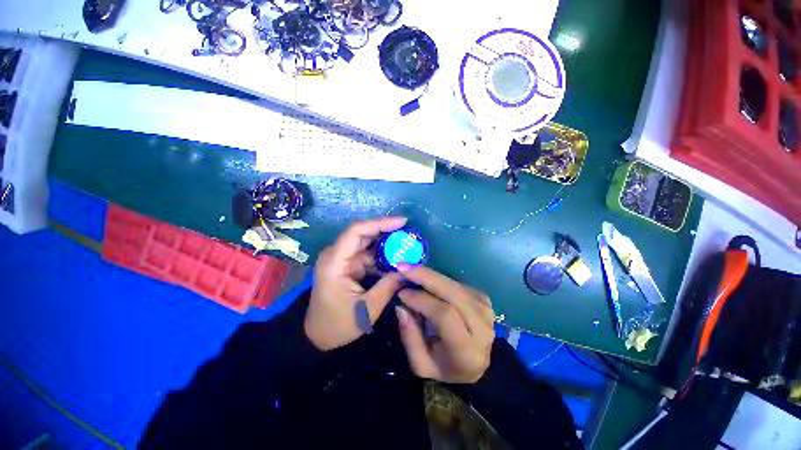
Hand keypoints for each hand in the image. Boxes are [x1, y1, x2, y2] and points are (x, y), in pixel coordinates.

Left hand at [305, 217, 406, 350]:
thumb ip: (388, 287)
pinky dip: (383, 256)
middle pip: (363, 234)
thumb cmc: (337, 324)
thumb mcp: (366, 309)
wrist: (317, 336)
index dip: (380, 223)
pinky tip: (397, 258)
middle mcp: (336, 254)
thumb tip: (408, 270)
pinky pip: (368, 255)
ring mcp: (342, 259)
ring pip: (367, 243)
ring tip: (407, 244)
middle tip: (409, 233)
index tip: (402, 222)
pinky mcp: (348, 265)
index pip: (356, 231)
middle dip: (387, 231)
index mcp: (335, 262)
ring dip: (386, 244)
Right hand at [394, 264, 494, 382]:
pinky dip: (438, 278)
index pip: (445, 315)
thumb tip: (400, 306)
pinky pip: (456, 283)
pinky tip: (424, 277)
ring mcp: (485, 310)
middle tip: (403, 267)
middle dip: (425, 276)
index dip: (422, 300)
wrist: (475, 364)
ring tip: (410, 269)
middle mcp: (482, 327)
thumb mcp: (421, 364)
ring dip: (430, 274)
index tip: (402, 293)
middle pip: (453, 293)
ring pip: (454, 285)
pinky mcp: (483, 298)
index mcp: (468, 350)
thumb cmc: (445, 367)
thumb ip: (410, 337)